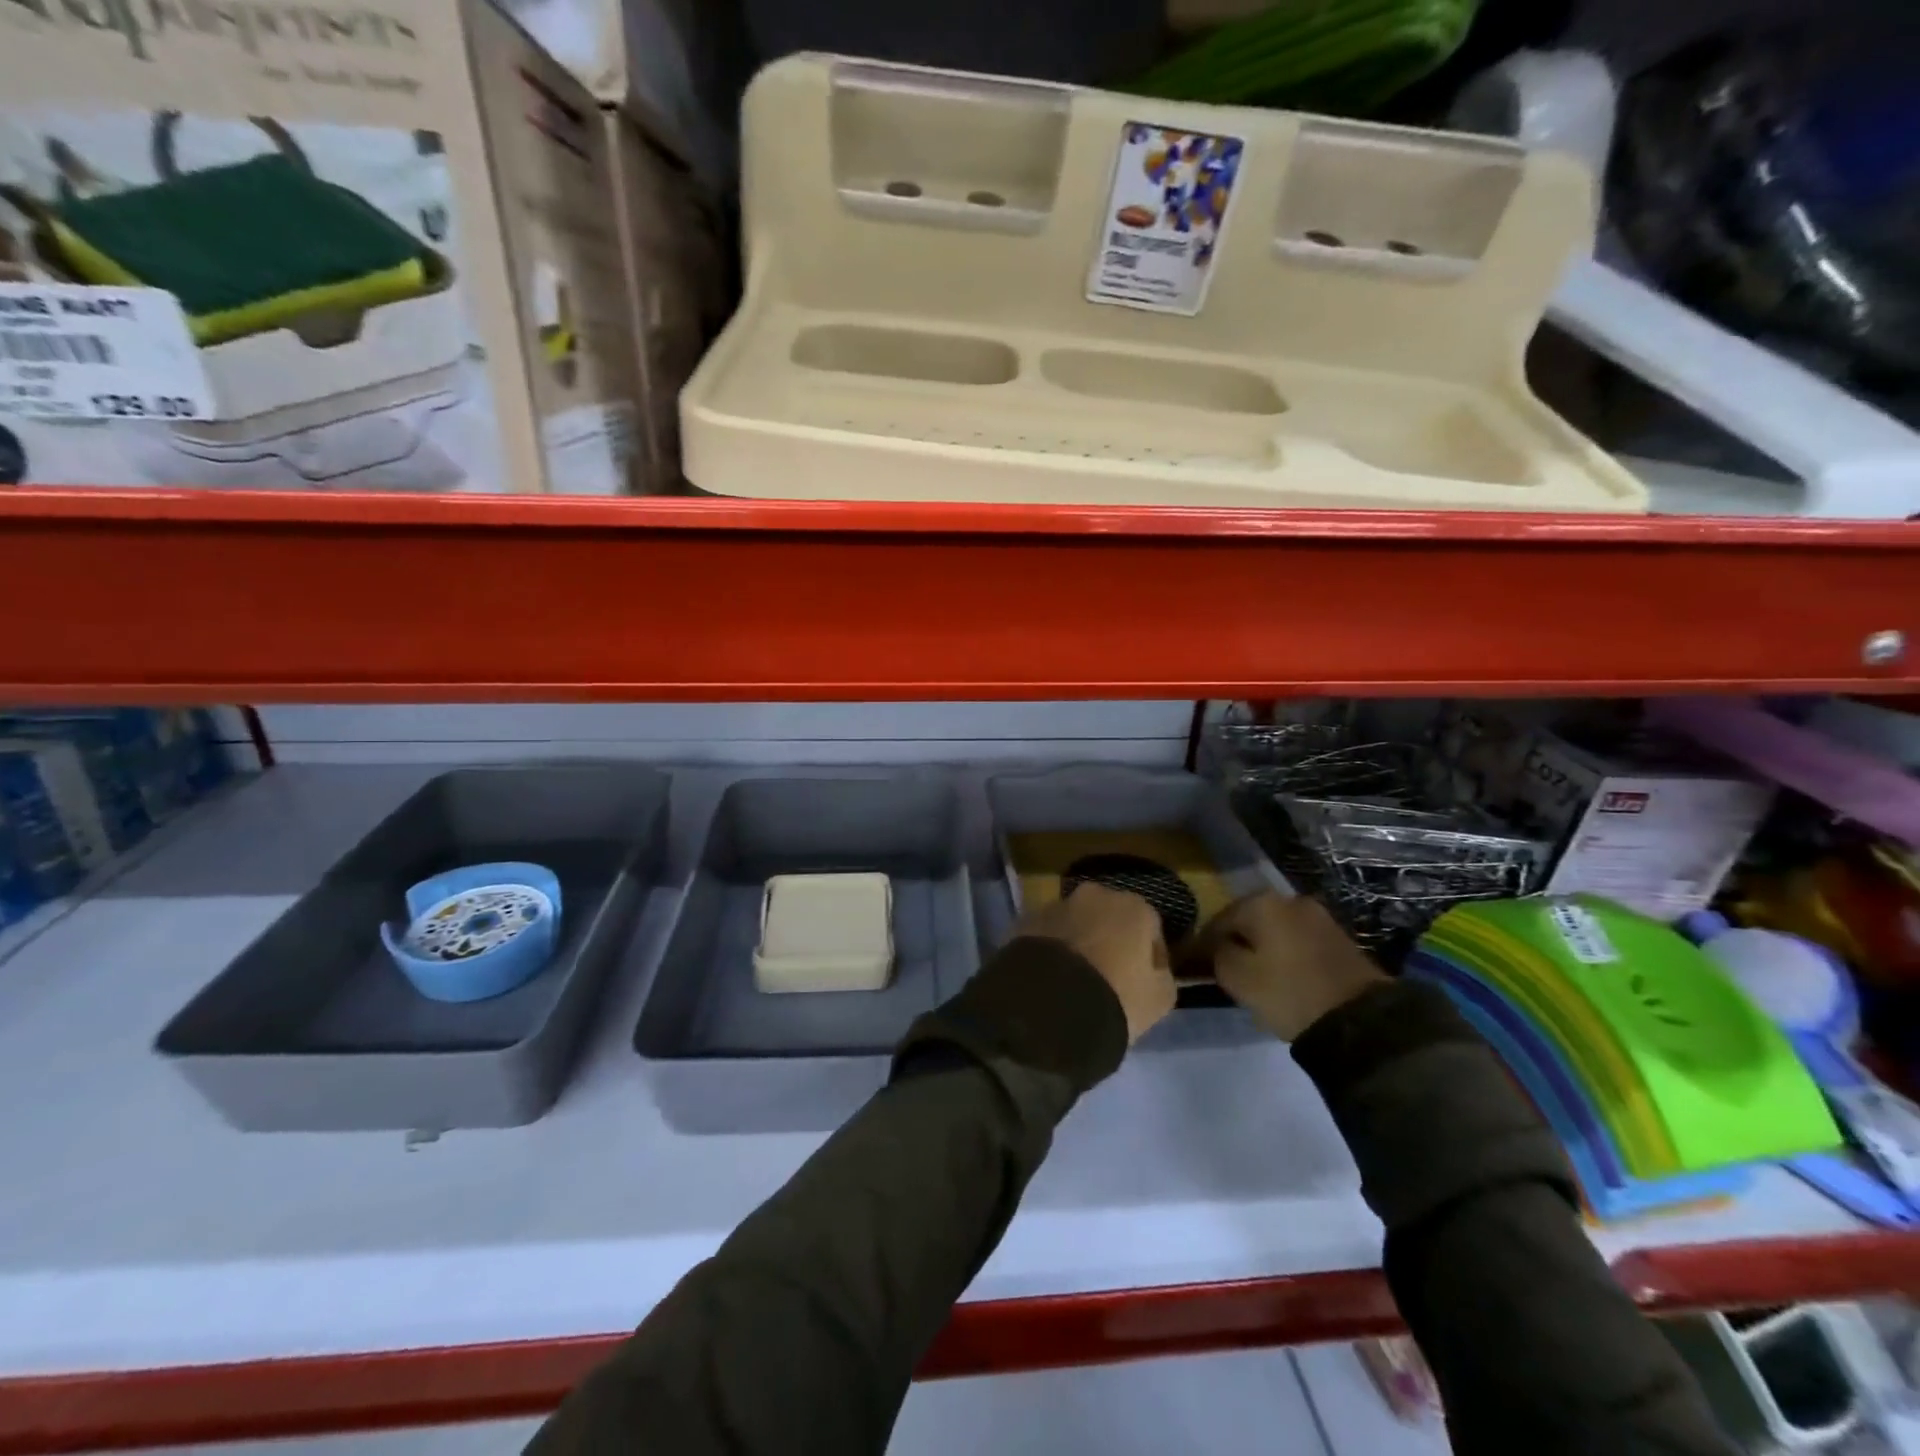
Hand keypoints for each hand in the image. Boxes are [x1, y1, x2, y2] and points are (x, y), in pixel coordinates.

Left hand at [1019, 882, 1176, 1043]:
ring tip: (1073, 979)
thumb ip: (1163, 976)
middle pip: (1109, 918)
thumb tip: (1155, 970)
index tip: (1144, 981)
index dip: (1150, 956)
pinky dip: (1049, 949)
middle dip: (1110, 941)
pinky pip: (1045, 935)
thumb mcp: (1160, 999)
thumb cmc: (1117, 998)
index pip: (1150, 928)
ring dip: (1077, 942)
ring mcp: (1055, 905)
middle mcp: (1094, 895)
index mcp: (1133, 907)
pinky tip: (1049, 977)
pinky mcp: (1024, 921)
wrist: (1050, 1005)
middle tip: (1107, 976)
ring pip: (1074, 923)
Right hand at [1193, 892, 1386, 1041]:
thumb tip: (1219, 946)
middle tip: (1228, 970)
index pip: (1218, 919)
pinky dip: (1286, 954)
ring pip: (1276, 930)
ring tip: (1257, 976)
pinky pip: (1298, 940)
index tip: (1198, 966)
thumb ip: (1217, 954)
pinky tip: (1284, 975)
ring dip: (1263, 947)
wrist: (1360, 1019)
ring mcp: (1319, 916)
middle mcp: (1289, 899)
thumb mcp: (1236, 977)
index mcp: (1261, 902)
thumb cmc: (1288, 992)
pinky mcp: (1339, 937)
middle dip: (1237, 941)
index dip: (1205, 944)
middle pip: (1249, 920)